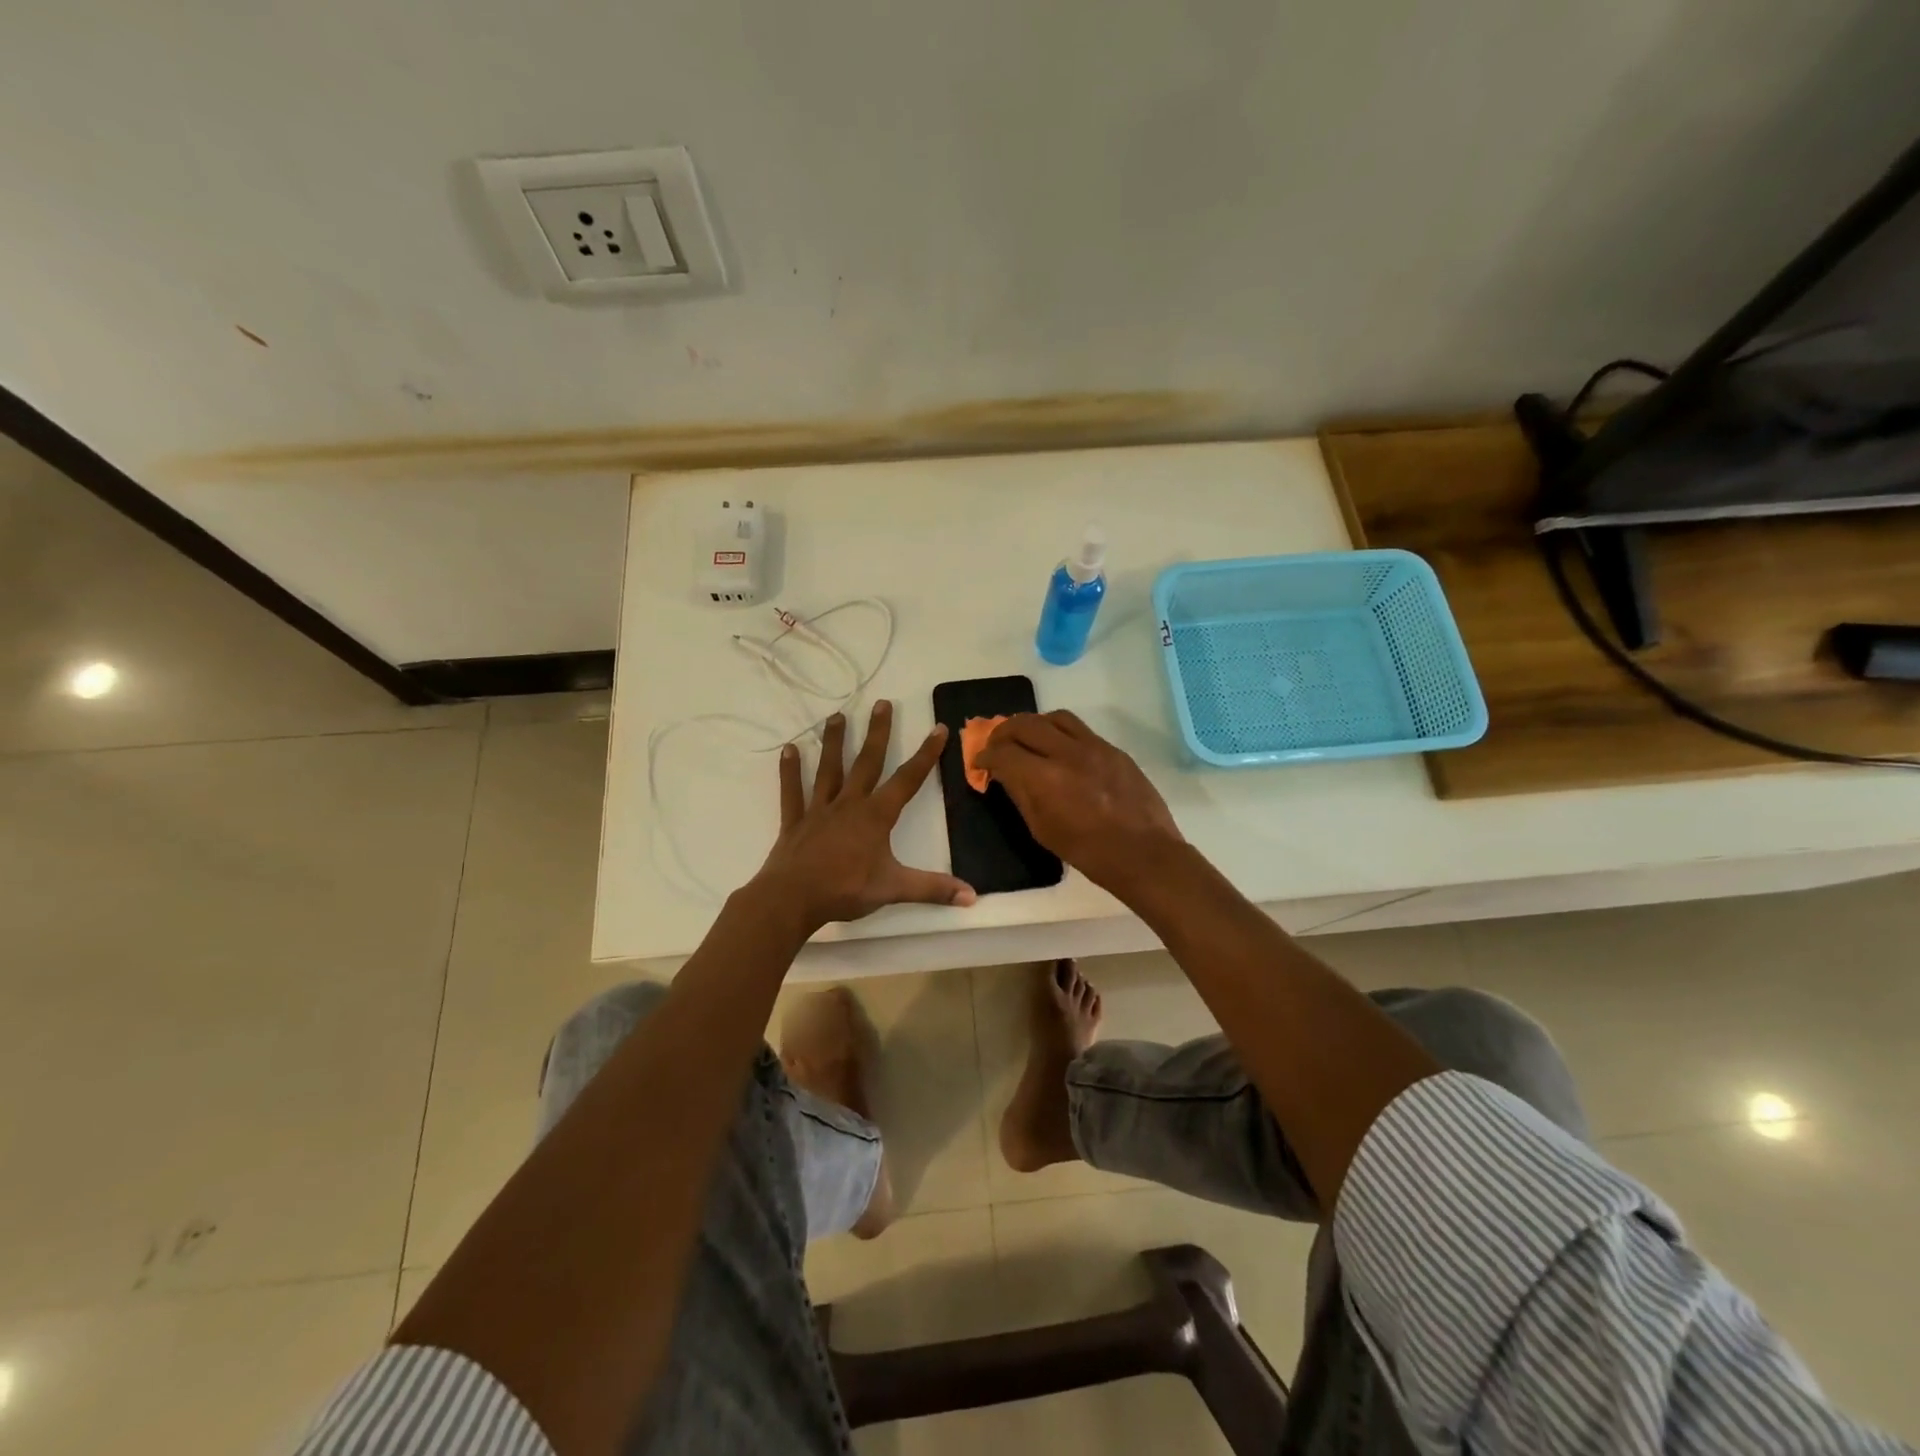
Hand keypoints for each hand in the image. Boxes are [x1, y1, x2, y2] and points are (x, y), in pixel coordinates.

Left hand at [750, 701, 976, 932]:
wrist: (792, 899)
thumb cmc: (845, 891)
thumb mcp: (894, 889)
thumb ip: (933, 889)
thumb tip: (972, 896)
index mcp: (875, 816)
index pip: (908, 779)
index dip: (926, 754)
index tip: (938, 728)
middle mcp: (849, 804)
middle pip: (866, 762)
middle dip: (877, 733)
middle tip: (882, 703)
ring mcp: (819, 810)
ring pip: (829, 769)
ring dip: (833, 742)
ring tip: (836, 716)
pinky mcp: (795, 821)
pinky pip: (792, 791)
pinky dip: (790, 771)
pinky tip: (788, 749)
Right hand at [975, 710, 1183, 895]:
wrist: (1144, 853)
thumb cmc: (1088, 852)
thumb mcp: (1043, 830)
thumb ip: (1021, 795)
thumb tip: (1005, 774)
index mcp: (1045, 779)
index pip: (1003, 752)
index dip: (985, 756)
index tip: (980, 763)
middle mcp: (1067, 753)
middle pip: (1025, 724)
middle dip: (1003, 732)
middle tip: (997, 745)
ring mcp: (1094, 747)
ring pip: (1054, 717)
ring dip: (1034, 724)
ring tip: (1029, 739)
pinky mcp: (1113, 749)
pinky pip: (1080, 729)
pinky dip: (1060, 732)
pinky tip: (1060, 749)